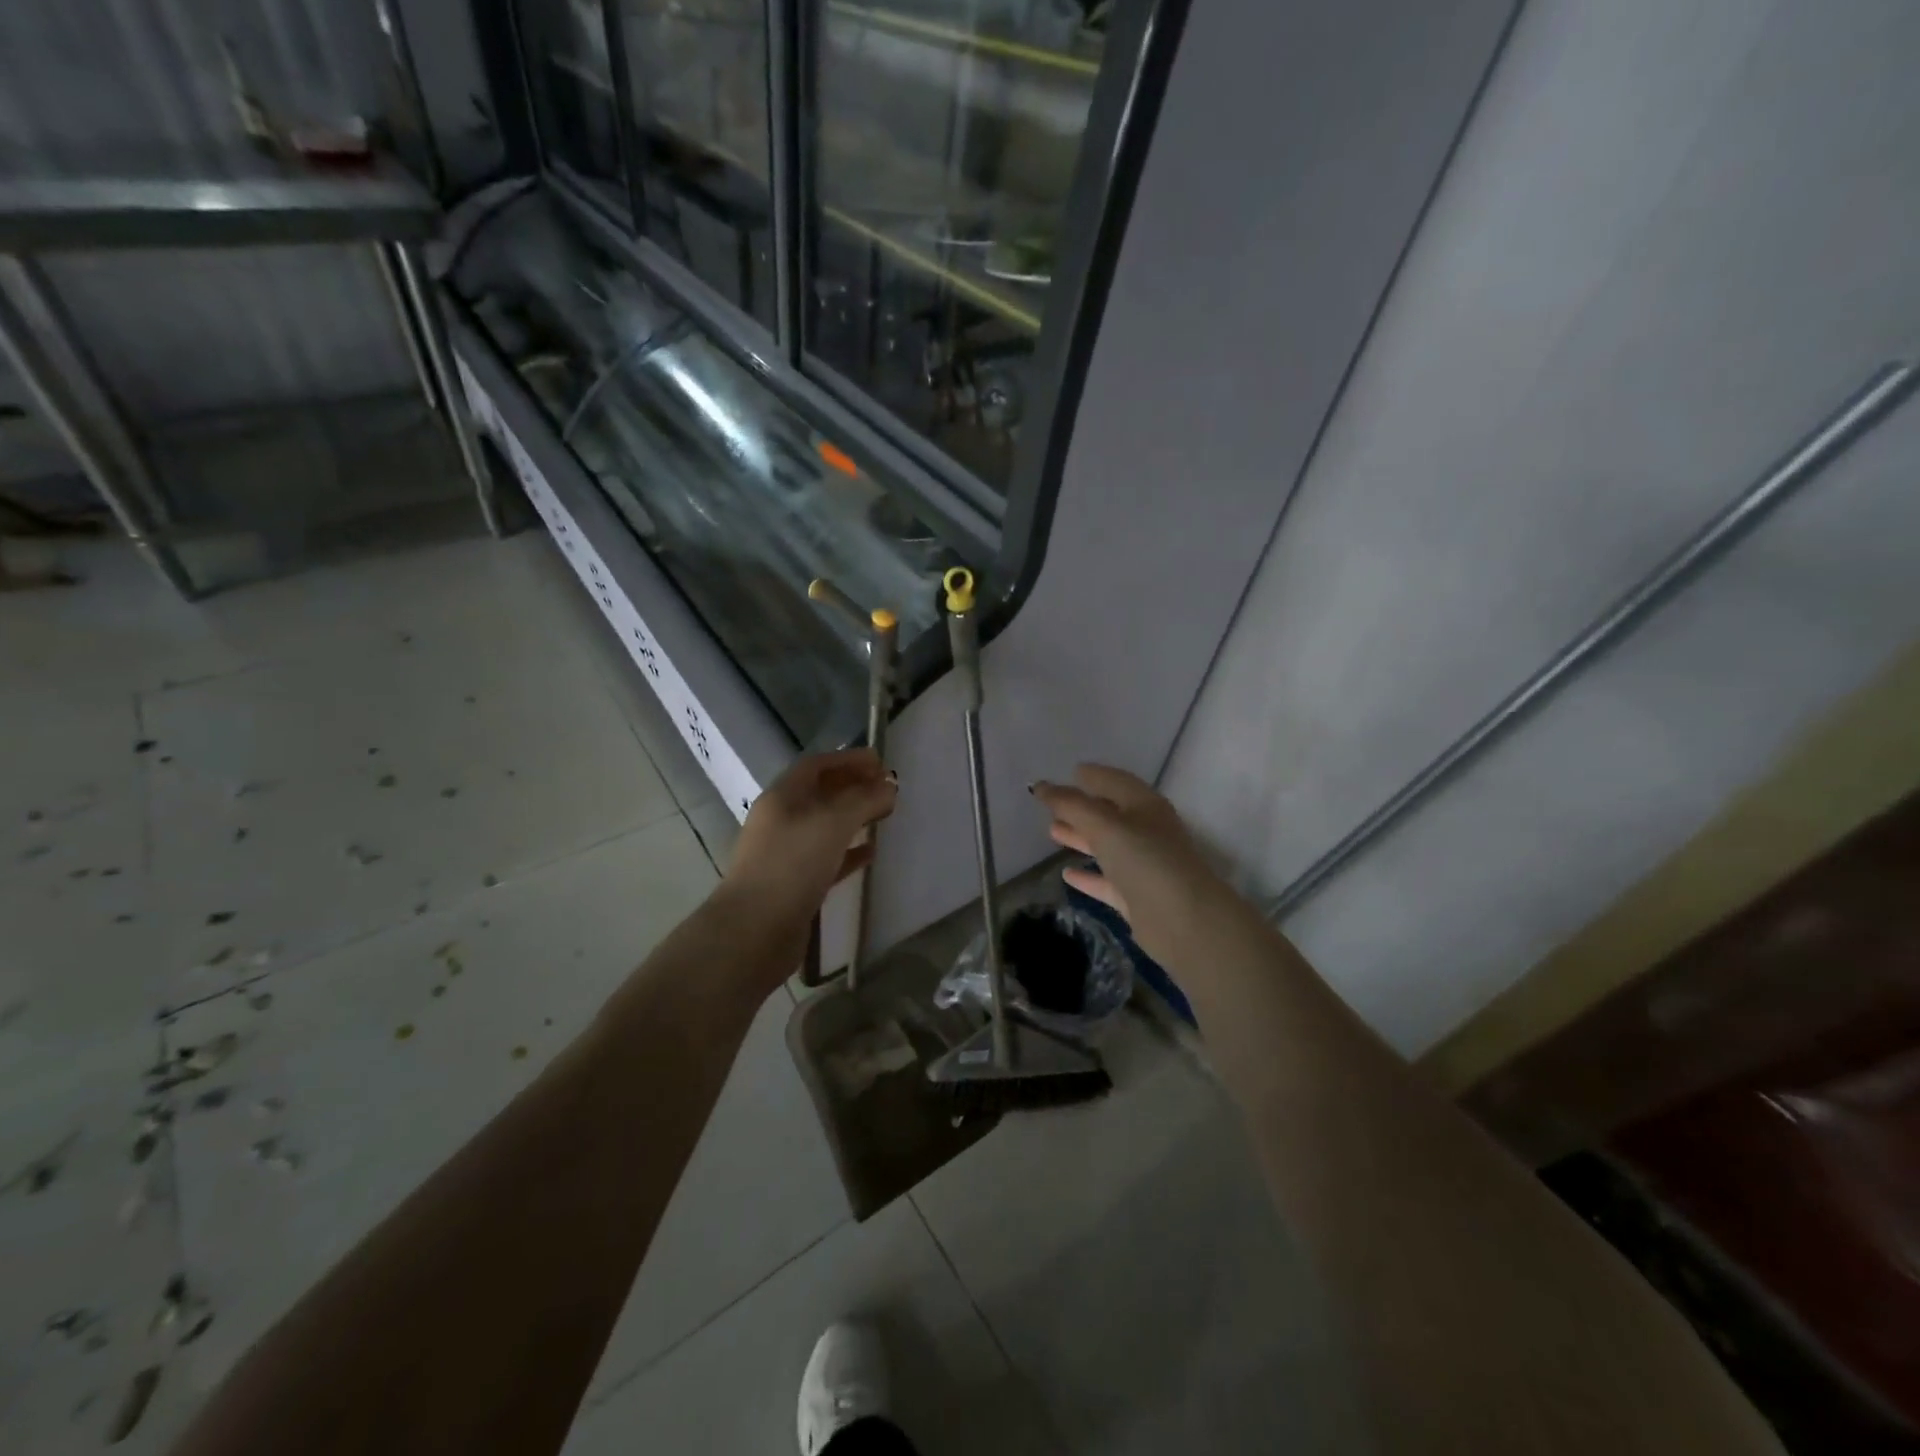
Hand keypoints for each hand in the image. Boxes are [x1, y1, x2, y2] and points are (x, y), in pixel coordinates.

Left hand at [719, 748, 897, 939]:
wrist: (755, 930)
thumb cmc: (792, 864)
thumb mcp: (833, 822)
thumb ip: (864, 800)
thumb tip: (889, 786)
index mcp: (783, 797)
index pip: (817, 765)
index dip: (848, 759)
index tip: (881, 762)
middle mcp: (781, 820)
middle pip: (820, 794)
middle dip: (853, 786)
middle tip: (887, 788)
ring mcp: (786, 853)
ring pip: (825, 826)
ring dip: (853, 818)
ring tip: (884, 816)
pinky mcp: (795, 885)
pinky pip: (827, 859)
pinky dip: (849, 852)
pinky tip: (871, 854)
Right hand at [1031, 765, 1227, 963]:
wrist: (1183, 921)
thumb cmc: (1145, 860)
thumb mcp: (1104, 825)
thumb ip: (1071, 804)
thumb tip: (1040, 785)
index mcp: (1145, 805)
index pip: (1115, 781)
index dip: (1092, 775)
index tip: (1068, 772)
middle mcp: (1146, 831)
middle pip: (1109, 813)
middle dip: (1081, 807)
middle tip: (1050, 805)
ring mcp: (1142, 865)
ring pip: (1106, 845)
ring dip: (1080, 837)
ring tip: (1051, 831)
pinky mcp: (1136, 896)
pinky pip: (1107, 880)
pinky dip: (1088, 875)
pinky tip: (1067, 874)